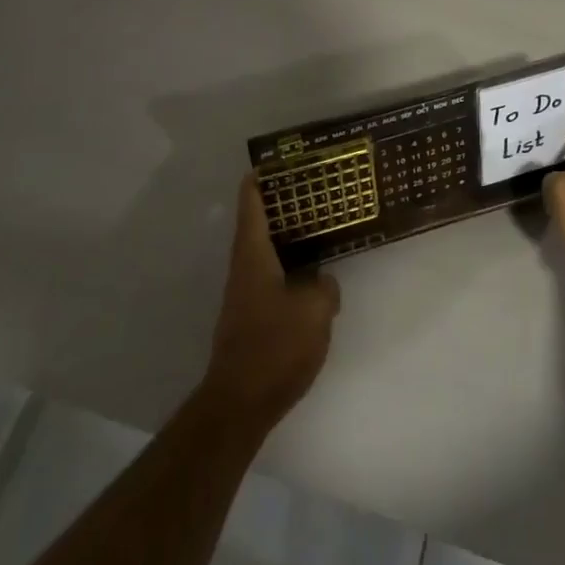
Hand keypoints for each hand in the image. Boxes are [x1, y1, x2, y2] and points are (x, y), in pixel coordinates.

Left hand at [200, 176, 340, 422]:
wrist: (240, 404)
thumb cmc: (275, 345)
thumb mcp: (315, 310)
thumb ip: (324, 287)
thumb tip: (322, 283)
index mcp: (253, 253)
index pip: (251, 202)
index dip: (261, 177)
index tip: (278, 160)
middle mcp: (244, 267)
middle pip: (258, 223)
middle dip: (281, 204)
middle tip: (312, 188)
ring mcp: (244, 294)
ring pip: (266, 251)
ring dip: (287, 236)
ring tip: (318, 227)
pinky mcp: (251, 318)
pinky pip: (272, 277)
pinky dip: (289, 266)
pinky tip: (312, 277)